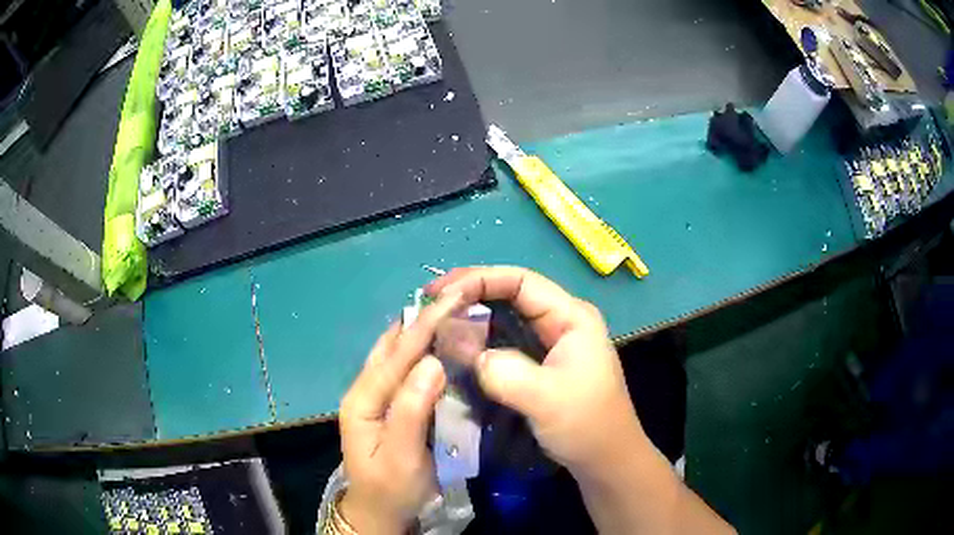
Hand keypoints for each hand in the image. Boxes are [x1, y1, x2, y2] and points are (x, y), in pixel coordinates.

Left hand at [338, 292, 462, 534]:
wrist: (379, 511)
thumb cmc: (391, 488)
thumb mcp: (401, 457)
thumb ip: (412, 410)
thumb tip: (433, 362)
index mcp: (363, 399)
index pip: (397, 355)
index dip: (425, 325)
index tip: (454, 298)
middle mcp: (364, 390)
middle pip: (393, 347)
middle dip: (423, 319)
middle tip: (456, 295)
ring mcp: (374, 396)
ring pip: (395, 353)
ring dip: (420, 330)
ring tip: (449, 309)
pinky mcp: (387, 404)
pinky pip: (402, 368)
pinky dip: (420, 349)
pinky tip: (438, 342)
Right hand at [425, 266, 649, 481]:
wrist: (606, 460)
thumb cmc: (587, 425)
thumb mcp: (546, 398)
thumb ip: (504, 371)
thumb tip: (466, 353)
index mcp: (571, 317)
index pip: (521, 281)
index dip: (479, 279)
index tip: (441, 294)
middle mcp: (561, 322)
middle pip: (510, 294)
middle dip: (470, 294)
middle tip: (430, 304)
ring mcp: (551, 344)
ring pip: (505, 319)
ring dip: (471, 318)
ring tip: (435, 323)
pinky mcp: (540, 365)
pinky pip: (504, 343)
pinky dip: (479, 342)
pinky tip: (455, 349)